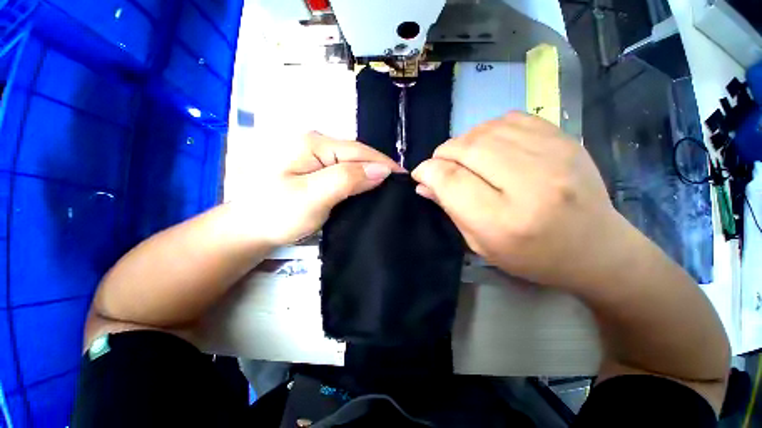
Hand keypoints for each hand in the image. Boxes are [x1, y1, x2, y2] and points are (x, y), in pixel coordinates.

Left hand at [234, 132, 403, 245]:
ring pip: (353, 164)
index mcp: (314, 144)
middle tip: (400, 186)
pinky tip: (370, 188)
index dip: (384, 163)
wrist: (251, 229)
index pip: (359, 150)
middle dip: (380, 168)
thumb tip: (382, 170)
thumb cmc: (278, 213)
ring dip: (371, 175)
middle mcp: (316, 144)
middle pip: (357, 155)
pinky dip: (360, 180)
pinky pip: (345, 173)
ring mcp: (316, 158)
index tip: (406, 178)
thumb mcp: (313, 196)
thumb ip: (347, 179)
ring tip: (390, 188)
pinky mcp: (317, 171)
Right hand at [412, 112, 627, 290]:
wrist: (595, 248)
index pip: (450, 180)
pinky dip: (489, 129)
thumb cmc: (532, 256)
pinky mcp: (564, 139)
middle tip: (441, 165)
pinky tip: (491, 146)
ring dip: (464, 142)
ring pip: (484, 130)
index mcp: (503, 220)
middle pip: (466, 149)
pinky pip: (510, 119)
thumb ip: (450, 210)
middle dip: (443, 154)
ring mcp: (552, 155)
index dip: (427, 171)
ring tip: (465, 158)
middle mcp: (529, 183)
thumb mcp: (481, 244)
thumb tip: (424, 183)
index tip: (421, 174)